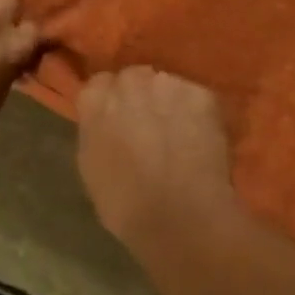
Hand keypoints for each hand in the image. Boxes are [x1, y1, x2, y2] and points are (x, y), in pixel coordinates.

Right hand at [77, 66, 237, 249]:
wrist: (180, 216)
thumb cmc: (126, 205)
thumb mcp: (91, 167)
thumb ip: (96, 131)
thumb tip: (106, 121)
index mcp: (95, 101)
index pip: (100, 83)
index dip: (111, 101)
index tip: (118, 120)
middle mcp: (130, 82)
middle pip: (135, 78)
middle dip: (141, 96)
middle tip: (150, 125)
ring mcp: (168, 84)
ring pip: (167, 85)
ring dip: (169, 102)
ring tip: (179, 133)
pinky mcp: (202, 94)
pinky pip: (196, 98)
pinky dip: (197, 114)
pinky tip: (200, 139)